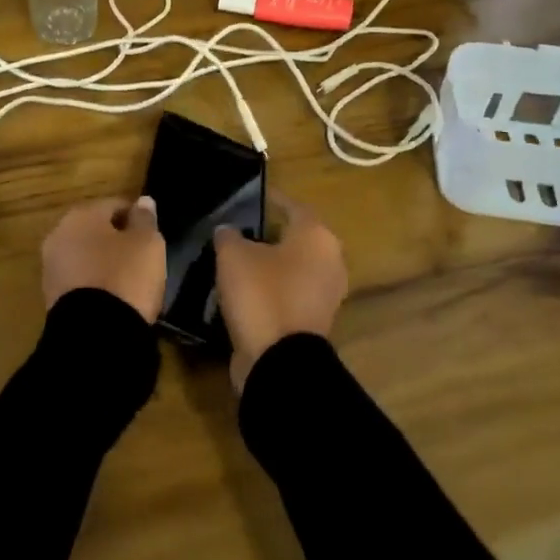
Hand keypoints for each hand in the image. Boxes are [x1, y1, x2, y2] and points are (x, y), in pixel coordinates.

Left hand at [41, 196, 165, 323]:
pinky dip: (96, 286)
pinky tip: (114, 299)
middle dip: (117, 241)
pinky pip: (80, 282)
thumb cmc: (124, 277)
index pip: (114, 205)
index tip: (152, 235)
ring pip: (86, 257)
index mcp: (81, 215)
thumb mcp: (148, 244)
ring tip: (130, 282)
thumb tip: (142, 201)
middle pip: (96, 231)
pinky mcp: (51, 298)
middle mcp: (59, 235)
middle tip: (142, 258)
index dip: (137, 218)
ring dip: (105, 264)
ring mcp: (51, 268)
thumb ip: (145, 219)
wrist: (94, 335)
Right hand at [213, 195, 346, 394]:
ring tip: (237, 261)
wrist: (279, 361)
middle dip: (269, 234)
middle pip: (296, 238)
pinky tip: (246, 292)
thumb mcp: (233, 256)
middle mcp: (330, 261)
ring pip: (294, 268)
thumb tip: (229, 230)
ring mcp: (326, 294)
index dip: (269, 200)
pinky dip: (272, 291)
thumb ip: (229, 235)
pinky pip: (290, 295)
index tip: (249, 198)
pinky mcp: (315, 321)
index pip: (292, 206)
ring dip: (270, 265)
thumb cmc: (261, 294)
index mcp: (316, 236)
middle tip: (239, 231)